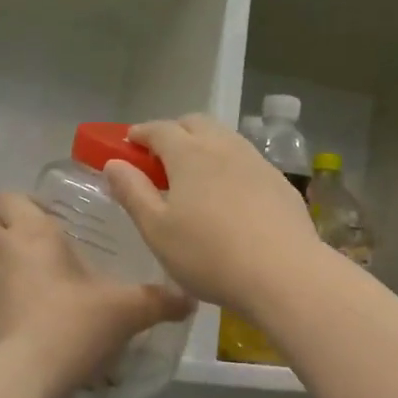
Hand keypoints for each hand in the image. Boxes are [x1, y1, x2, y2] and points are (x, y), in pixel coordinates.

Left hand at [0, 192, 192, 396]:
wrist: (26, 376)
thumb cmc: (75, 324)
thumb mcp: (127, 310)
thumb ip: (159, 301)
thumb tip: (189, 300)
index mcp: (31, 233)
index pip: (9, 197)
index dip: (26, 206)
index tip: (51, 223)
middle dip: (15, 236)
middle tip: (48, 256)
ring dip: (3, 271)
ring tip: (34, 293)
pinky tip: (22, 327)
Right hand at [107, 114, 323, 316]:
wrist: (283, 274)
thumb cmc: (208, 255)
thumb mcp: (157, 230)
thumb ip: (133, 193)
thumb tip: (114, 163)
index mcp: (189, 154)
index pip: (159, 129)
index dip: (141, 133)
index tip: (129, 144)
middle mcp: (224, 147)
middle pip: (195, 123)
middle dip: (174, 132)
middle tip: (160, 158)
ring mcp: (257, 162)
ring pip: (225, 139)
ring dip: (205, 146)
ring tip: (195, 175)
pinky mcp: (280, 183)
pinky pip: (248, 161)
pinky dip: (230, 166)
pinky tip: (230, 195)